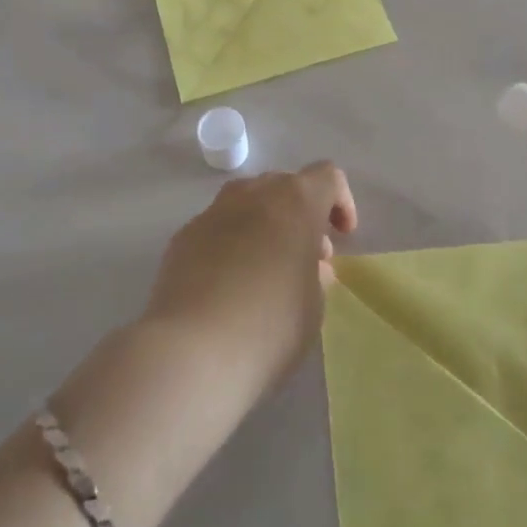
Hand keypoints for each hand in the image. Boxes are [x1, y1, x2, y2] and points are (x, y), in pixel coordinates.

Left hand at [143, 162, 358, 403]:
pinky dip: (231, 243)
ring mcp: (213, 211)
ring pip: (248, 202)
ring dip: (265, 224)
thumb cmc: (269, 326)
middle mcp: (252, 194)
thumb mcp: (313, 306)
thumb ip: (315, 274)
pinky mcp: (183, 235)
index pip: (327, 177)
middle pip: (284, 186)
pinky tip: (228, 284)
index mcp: (294, 202)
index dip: (340, 201)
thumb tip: (305, 262)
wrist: (191, 349)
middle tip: (306, 257)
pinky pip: (218, 227)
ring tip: (267, 268)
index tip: (342, 236)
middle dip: (300, 214)